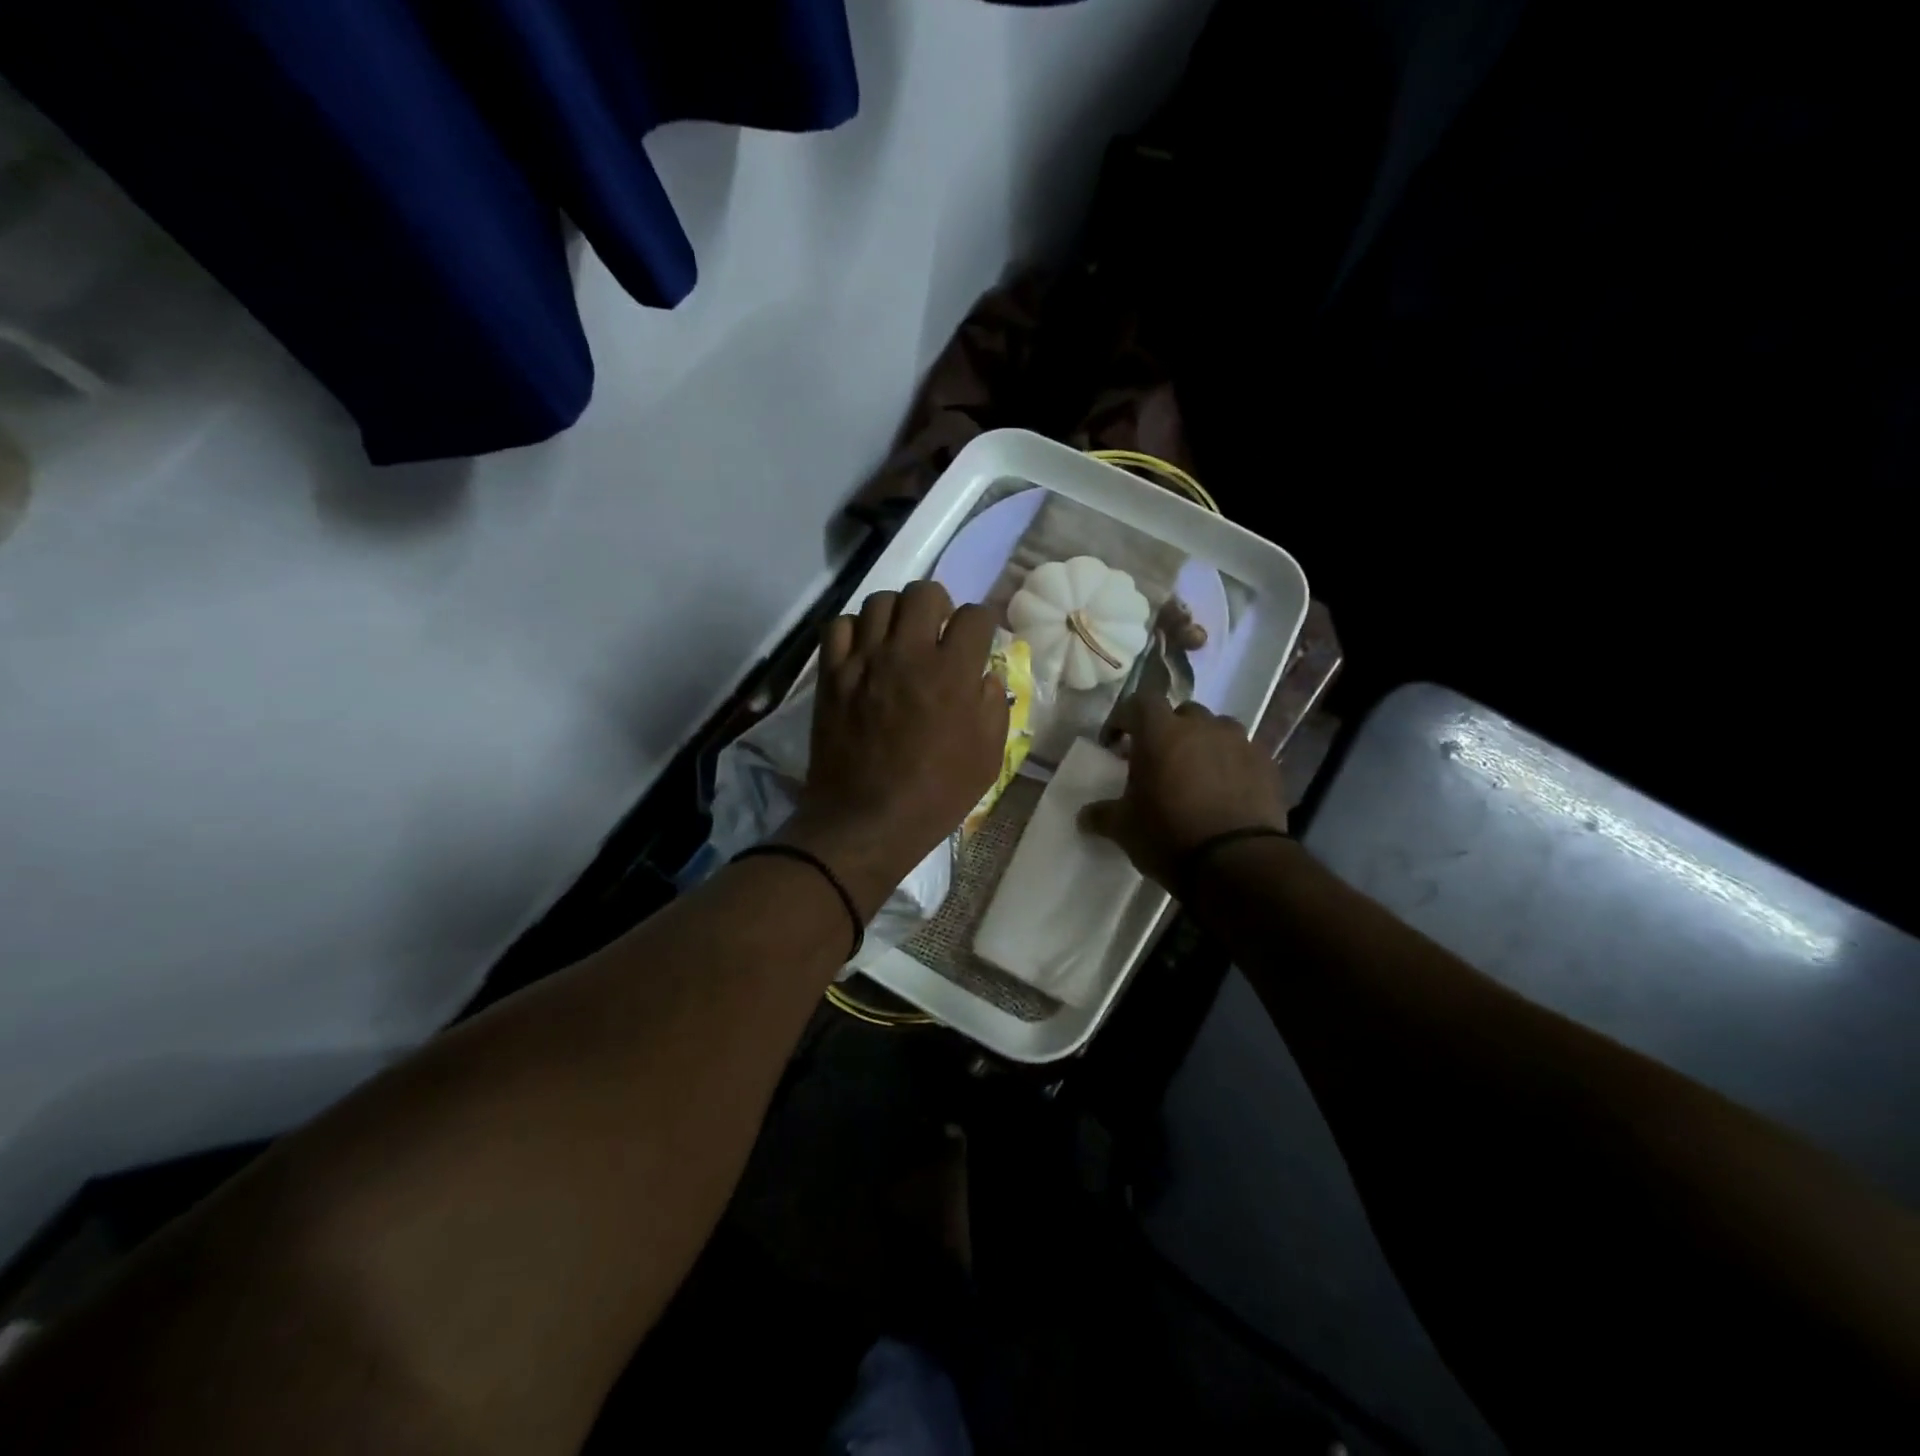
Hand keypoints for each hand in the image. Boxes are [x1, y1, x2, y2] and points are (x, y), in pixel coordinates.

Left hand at [781, 580, 1008, 917]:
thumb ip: (993, 705)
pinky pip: (838, 625)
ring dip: (897, 614)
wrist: (867, 821)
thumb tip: (984, 675)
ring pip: (880, 601)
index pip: (975, 615)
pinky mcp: (832, 674)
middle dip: (939, 606)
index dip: (982, 624)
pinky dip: (854, 630)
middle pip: (925, 591)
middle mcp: (908, 653)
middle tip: (937, 633)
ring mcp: (864, 660)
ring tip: (899, 640)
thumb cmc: (936, 795)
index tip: (978, 640)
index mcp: (953, 672)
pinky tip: (864, 652)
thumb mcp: (988, 757)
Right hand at [1079, 696, 1287, 889]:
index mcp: (1161, 732)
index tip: (1115, 742)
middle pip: (1182, 713)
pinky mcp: (1267, 764)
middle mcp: (1202, 726)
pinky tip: (1227, 791)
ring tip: (1197, 774)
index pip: (1139, 702)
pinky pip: (1244, 754)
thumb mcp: (1124, 829)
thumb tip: (1083, 816)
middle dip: (1168, 730)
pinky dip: (1231, 764)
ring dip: (1204, 744)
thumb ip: (1102, 815)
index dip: (1124, 718)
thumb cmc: (1169, 836)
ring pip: (1217, 730)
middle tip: (1159, 759)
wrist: (1238, 863)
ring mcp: (1240, 742)